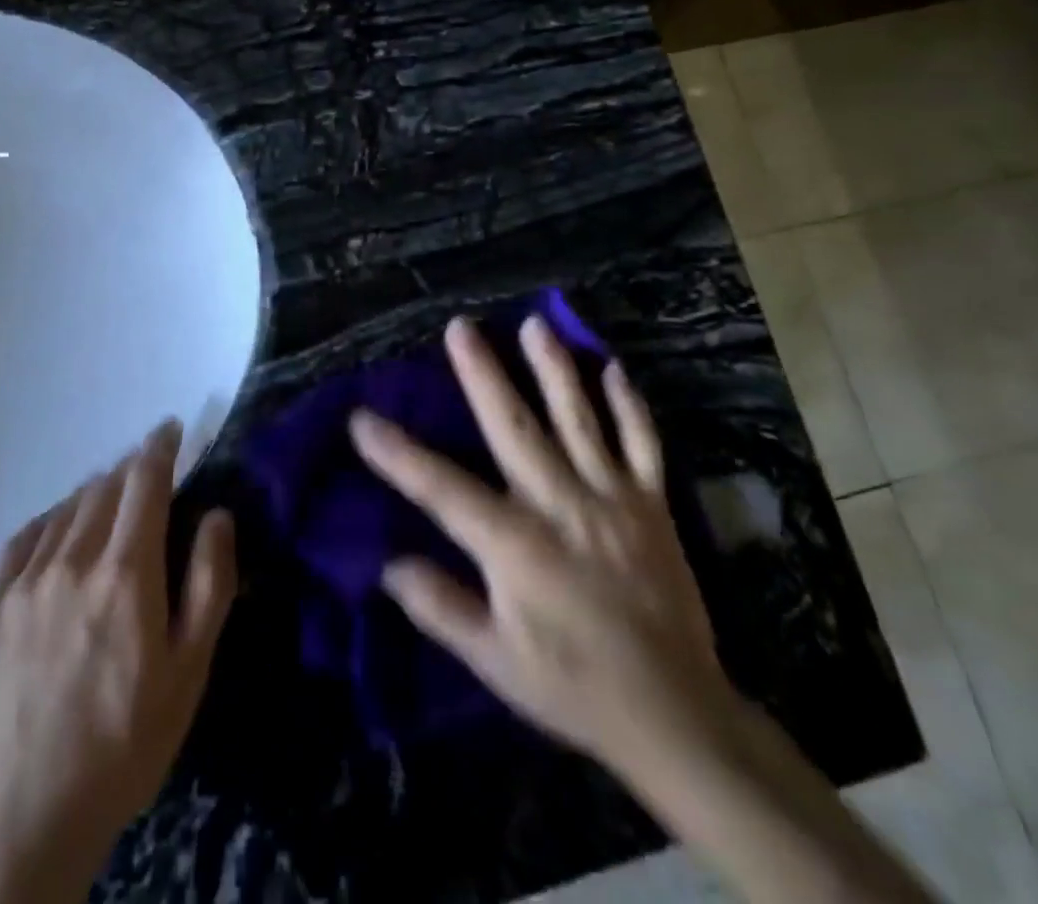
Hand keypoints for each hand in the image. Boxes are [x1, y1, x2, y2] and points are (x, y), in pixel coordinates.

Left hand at [0, 421, 237, 903]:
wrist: (30, 814)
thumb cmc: (127, 741)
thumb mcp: (190, 670)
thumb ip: (208, 582)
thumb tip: (217, 515)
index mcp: (126, 574)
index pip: (145, 482)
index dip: (160, 447)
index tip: (171, 428)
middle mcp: (72, 561)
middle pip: (105, 487)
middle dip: (131, 469)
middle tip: (148, 472)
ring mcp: (24, 582)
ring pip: (66, 507)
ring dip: (94, 492)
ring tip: (110, 498)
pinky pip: (23, 537)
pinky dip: (50, 519)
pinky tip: (60, 528)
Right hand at [349, 315, 735, 776]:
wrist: (676, 714)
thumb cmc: (573, 686)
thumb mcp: (495, 661)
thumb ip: (441, 607)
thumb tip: (388, 563)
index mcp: (516, 544)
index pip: (442, 489)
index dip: (397, 453)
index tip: (361, 418)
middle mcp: (561, 505)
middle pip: (515, 427)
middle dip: (483, 373)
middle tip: (460, 327)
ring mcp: (612, 498)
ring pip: (580, 419)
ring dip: (555, 368)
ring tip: (535, 323)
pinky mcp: (652, 504)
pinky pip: (643, 443)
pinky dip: (629, 405)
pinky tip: (614, 368)